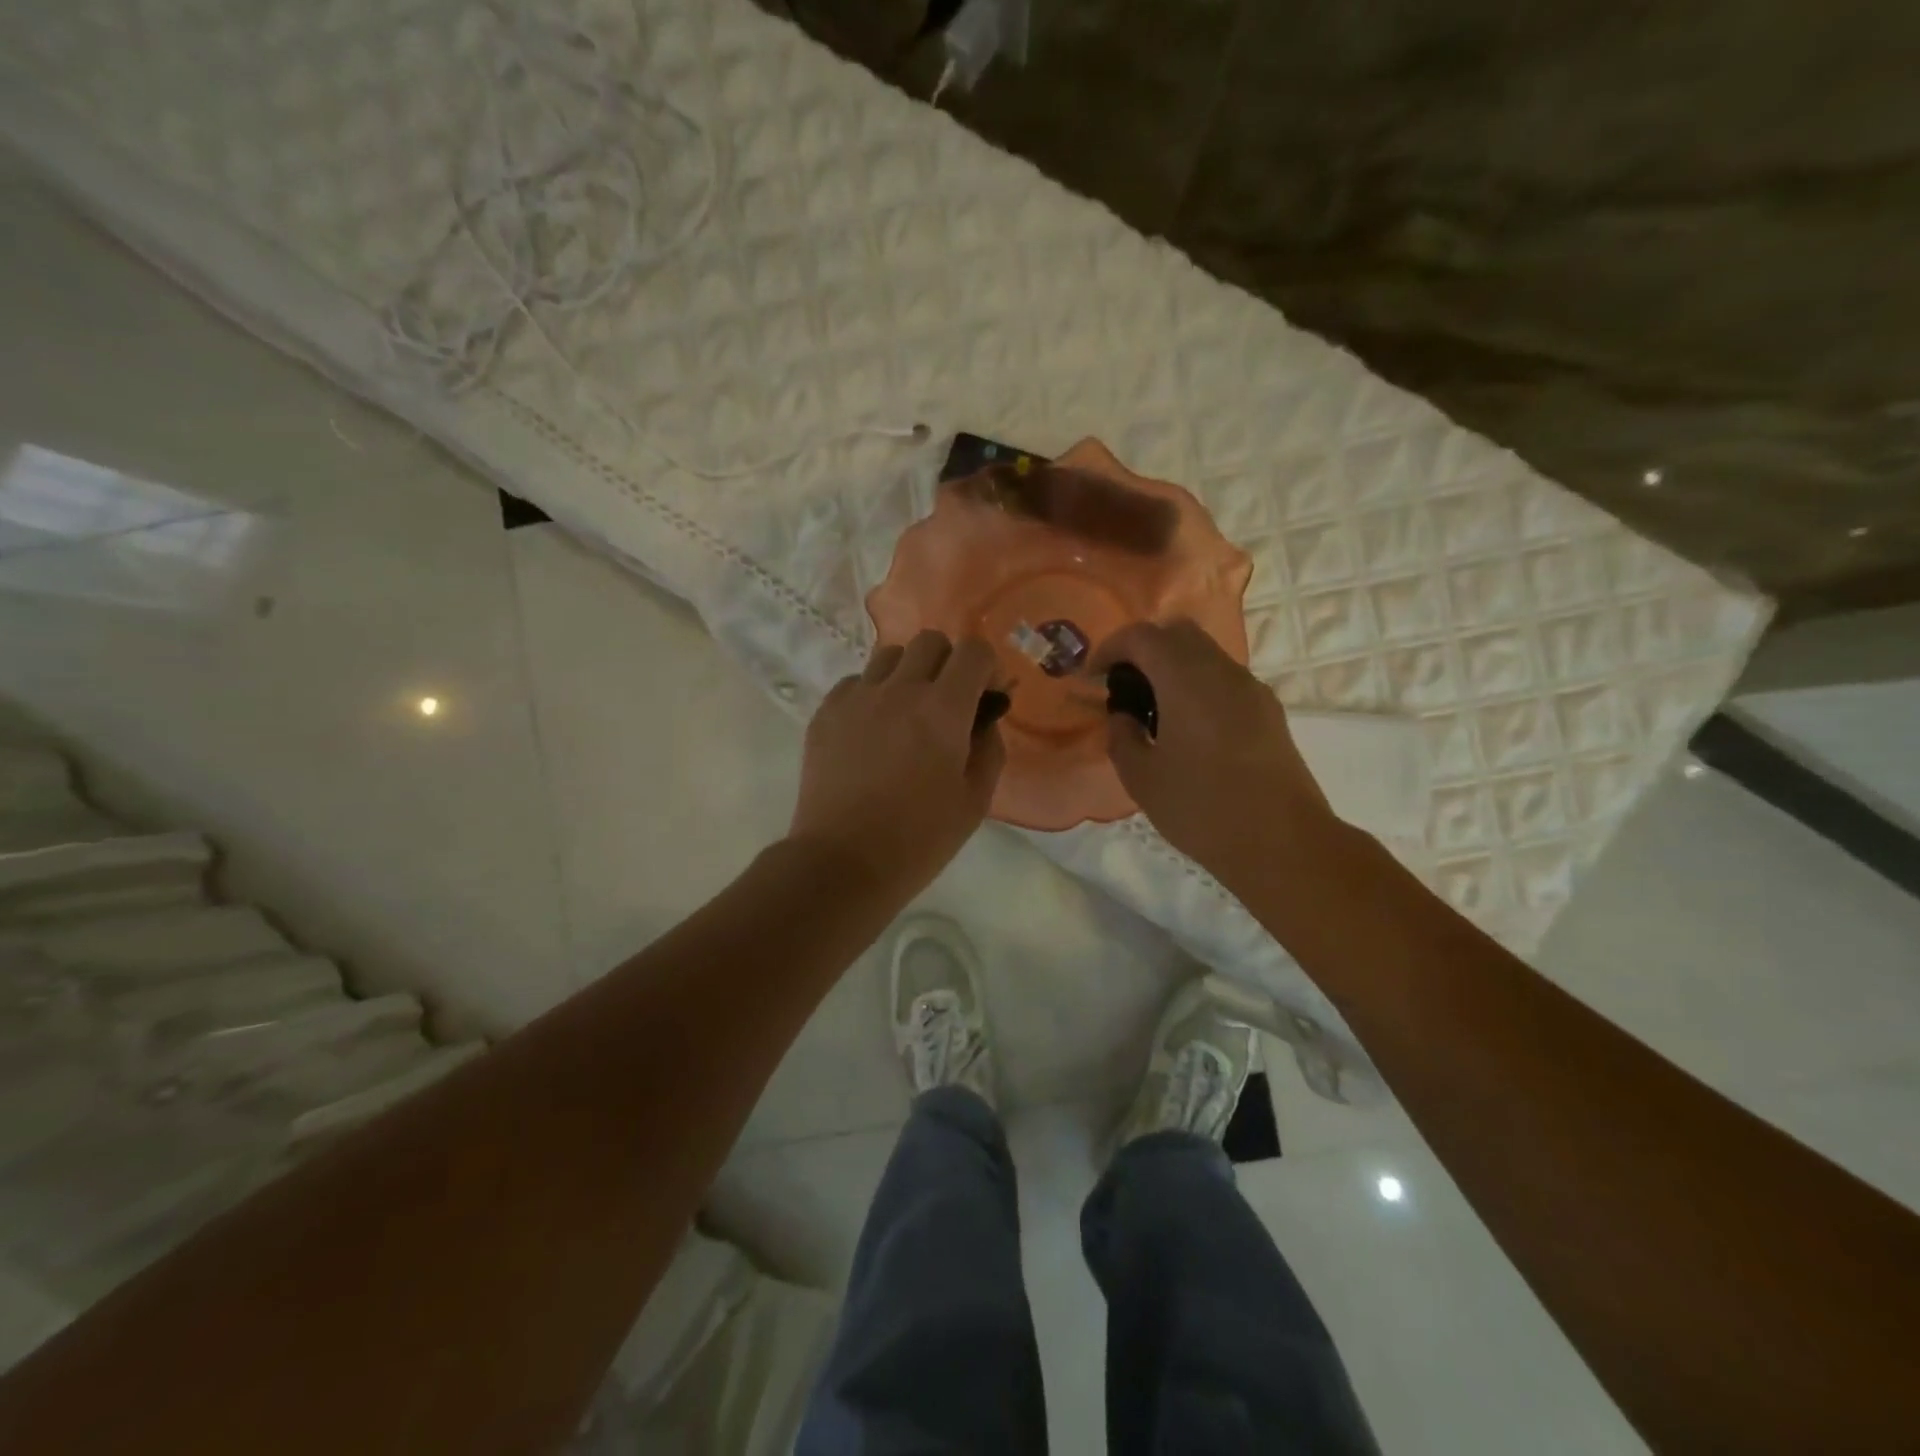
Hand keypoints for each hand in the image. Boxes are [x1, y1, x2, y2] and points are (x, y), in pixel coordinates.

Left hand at [789, 631, 1005, 897]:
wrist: (843, 862)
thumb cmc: (919, 839)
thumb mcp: (975, 801)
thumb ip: (988, 749)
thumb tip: (984, 719)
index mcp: (942, 710)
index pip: (973, 651)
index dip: (987, 668)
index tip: (986, 697)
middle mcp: (899, 690)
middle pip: (930, 641)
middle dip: (948, 663)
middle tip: (948, 703)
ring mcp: (856, 698)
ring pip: (889, 656)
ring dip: (908, 674)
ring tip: (906, 713)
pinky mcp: (825, 713)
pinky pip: (855, 682)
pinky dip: (871, 694)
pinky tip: (872, 732)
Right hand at [1093, 619, 1334, 889]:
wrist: (1282, 843)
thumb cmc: (1202, 809)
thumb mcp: (1141, 778)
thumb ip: (1122, 736)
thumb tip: (1123, 716)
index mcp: (1186, 679)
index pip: (1142, 637)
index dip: (1110, 649)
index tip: (1093, 678)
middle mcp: (1222, 671)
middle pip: (1177, 632)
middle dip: (1143, 649)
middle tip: (1123, 686)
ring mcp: (1251, 689)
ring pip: (1205, 654)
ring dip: (1173, 666)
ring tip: (1153, 710)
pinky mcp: (1269, 711)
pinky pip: (1224, 679)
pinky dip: (1197, 685)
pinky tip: (1188, 728)